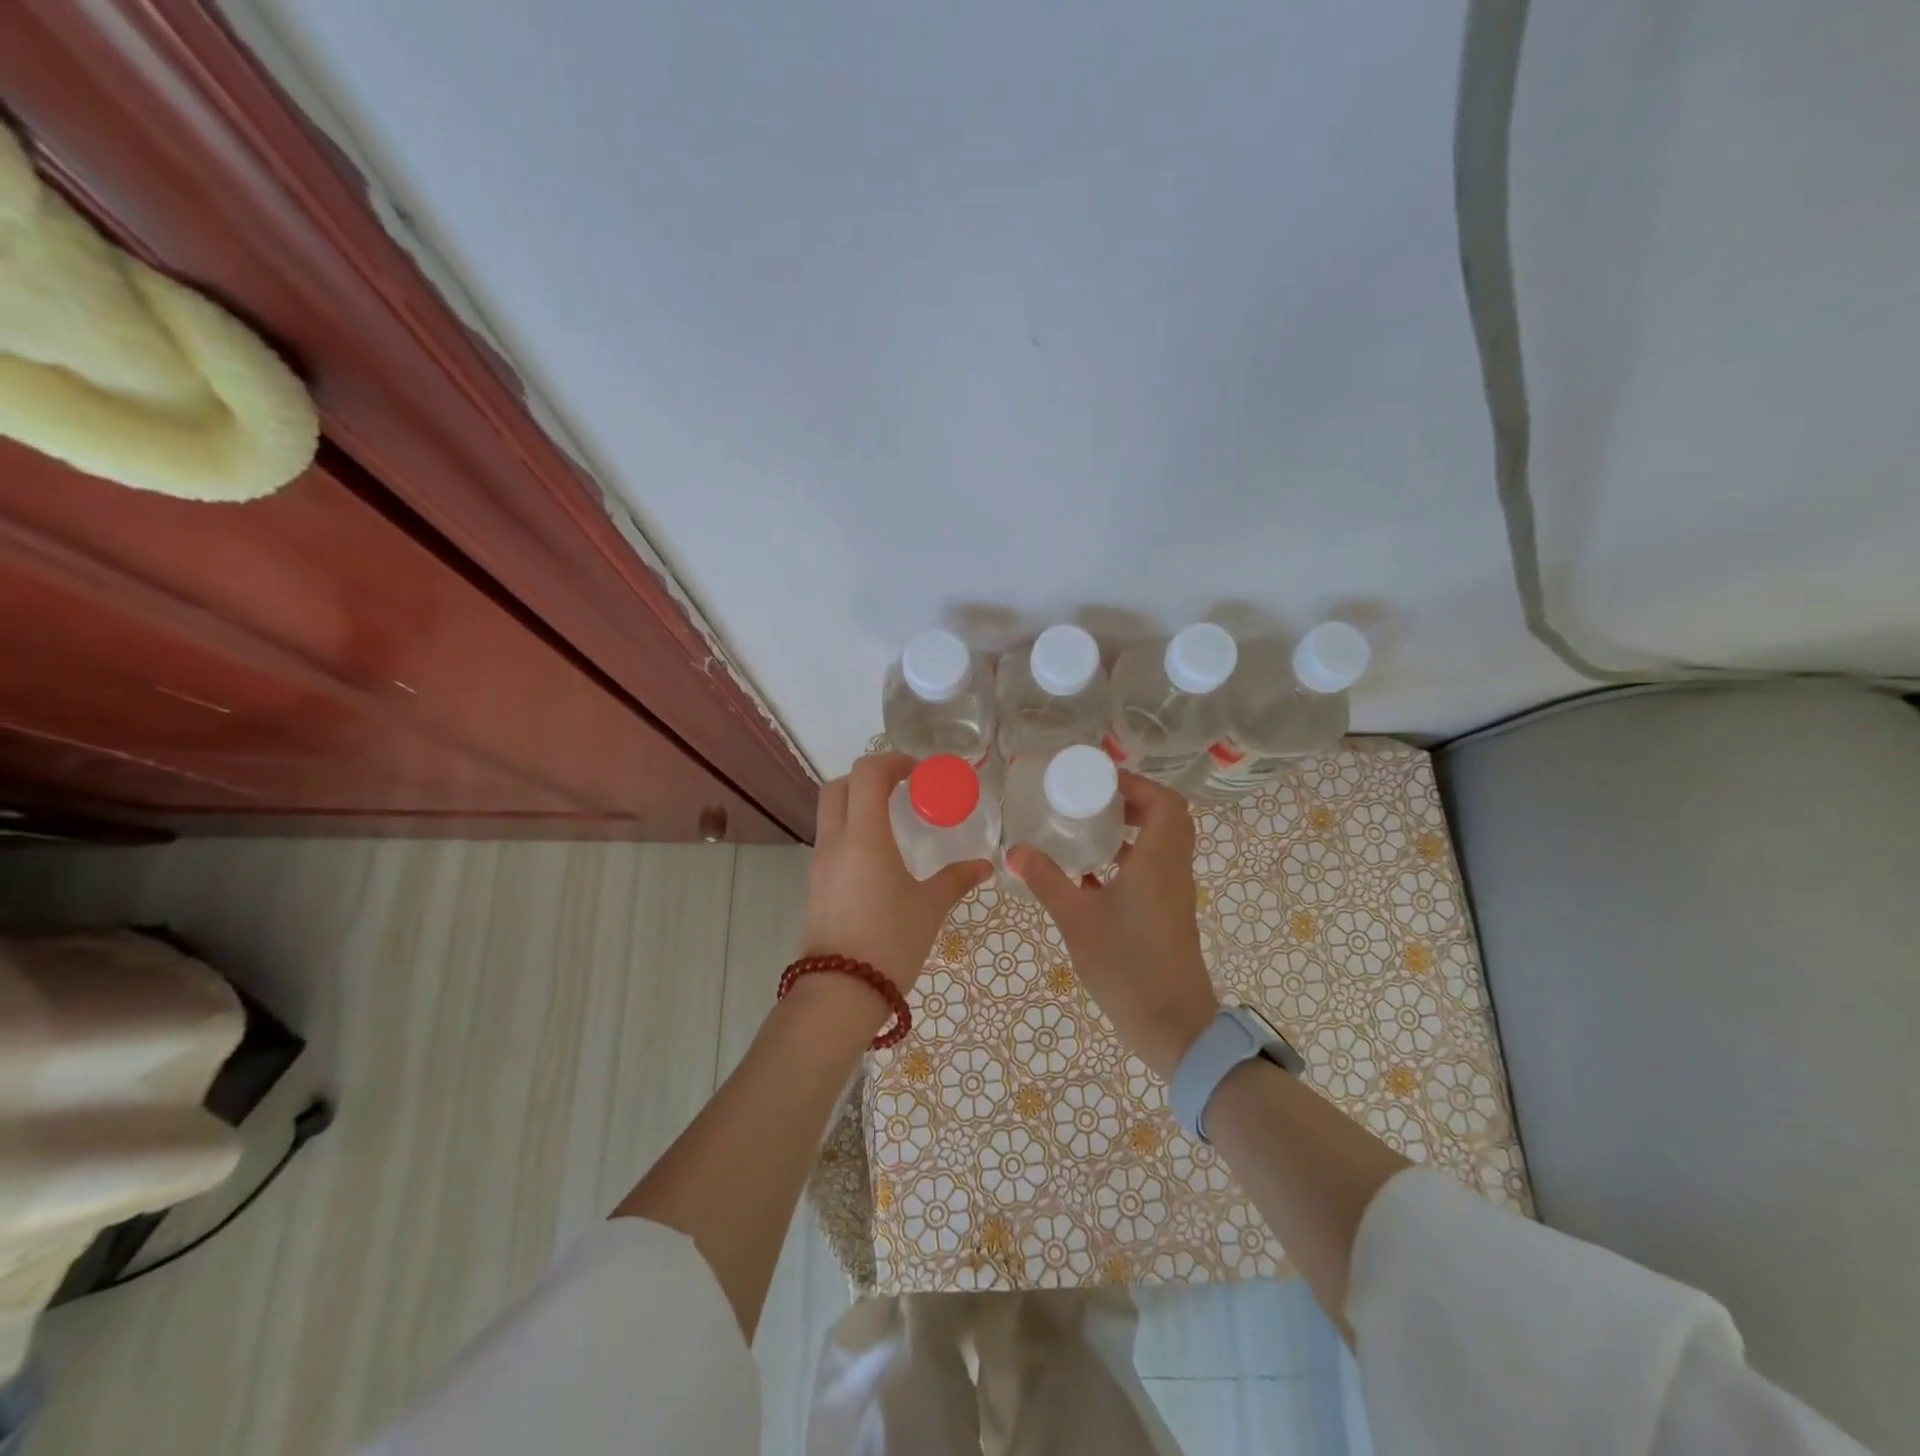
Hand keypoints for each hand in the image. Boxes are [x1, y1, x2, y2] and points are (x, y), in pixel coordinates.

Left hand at [799, 753, 992, 994]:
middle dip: (870, 778)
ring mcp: (820, 863)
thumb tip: (985, 866)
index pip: (867, 774)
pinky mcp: (816, 884)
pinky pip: (831, 840)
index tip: (919, 774)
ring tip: (895, 822)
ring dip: (859, 804)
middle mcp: (836, 841)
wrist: (838, 993)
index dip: (893, 762)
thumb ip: (956, 880)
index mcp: (864, 837)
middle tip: (903, 790)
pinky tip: (880, 856)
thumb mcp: (929, 908)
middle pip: (840, 786)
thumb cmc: (889, 942)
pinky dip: (853, 830)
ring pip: (831, 812)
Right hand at [1008, 771, 1219, 1080]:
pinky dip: (1129, 859)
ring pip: (1161, 844)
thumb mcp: (1077, 920)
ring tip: (1087, 830)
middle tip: (1090, 801)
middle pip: (1166, 817)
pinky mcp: (1169, 913)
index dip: (1136, 783)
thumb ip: (1047, 881)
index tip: (1098, 782)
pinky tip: (1091, 874)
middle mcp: (1173, 869)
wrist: (1173, 1026)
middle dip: (1130, 802)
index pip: (1164, 802)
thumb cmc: (1127, 966)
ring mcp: (1174, 893)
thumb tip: (1014, 850)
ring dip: (1130, 830)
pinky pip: (1154, 868)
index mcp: (1158, 861)